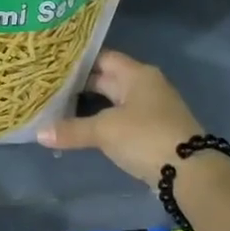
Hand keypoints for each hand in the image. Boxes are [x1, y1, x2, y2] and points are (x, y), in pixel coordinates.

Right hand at [36, 49, 201, 183]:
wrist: (190, 172)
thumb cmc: (146, 137)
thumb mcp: (104, 131)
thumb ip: (72, 129)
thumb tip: (39, 133)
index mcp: (137, 74)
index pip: (102, 58)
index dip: (78, 61)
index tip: (52, 64)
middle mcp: (145, 86)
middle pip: (107, 79)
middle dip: (79, 84)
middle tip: (48, 86)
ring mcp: (150, 109)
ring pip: (113, 101)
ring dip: (90, 105)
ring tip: (58, 106)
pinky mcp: (152, 131)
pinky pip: (120, 119)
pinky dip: (101, 121)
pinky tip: (81, 128)